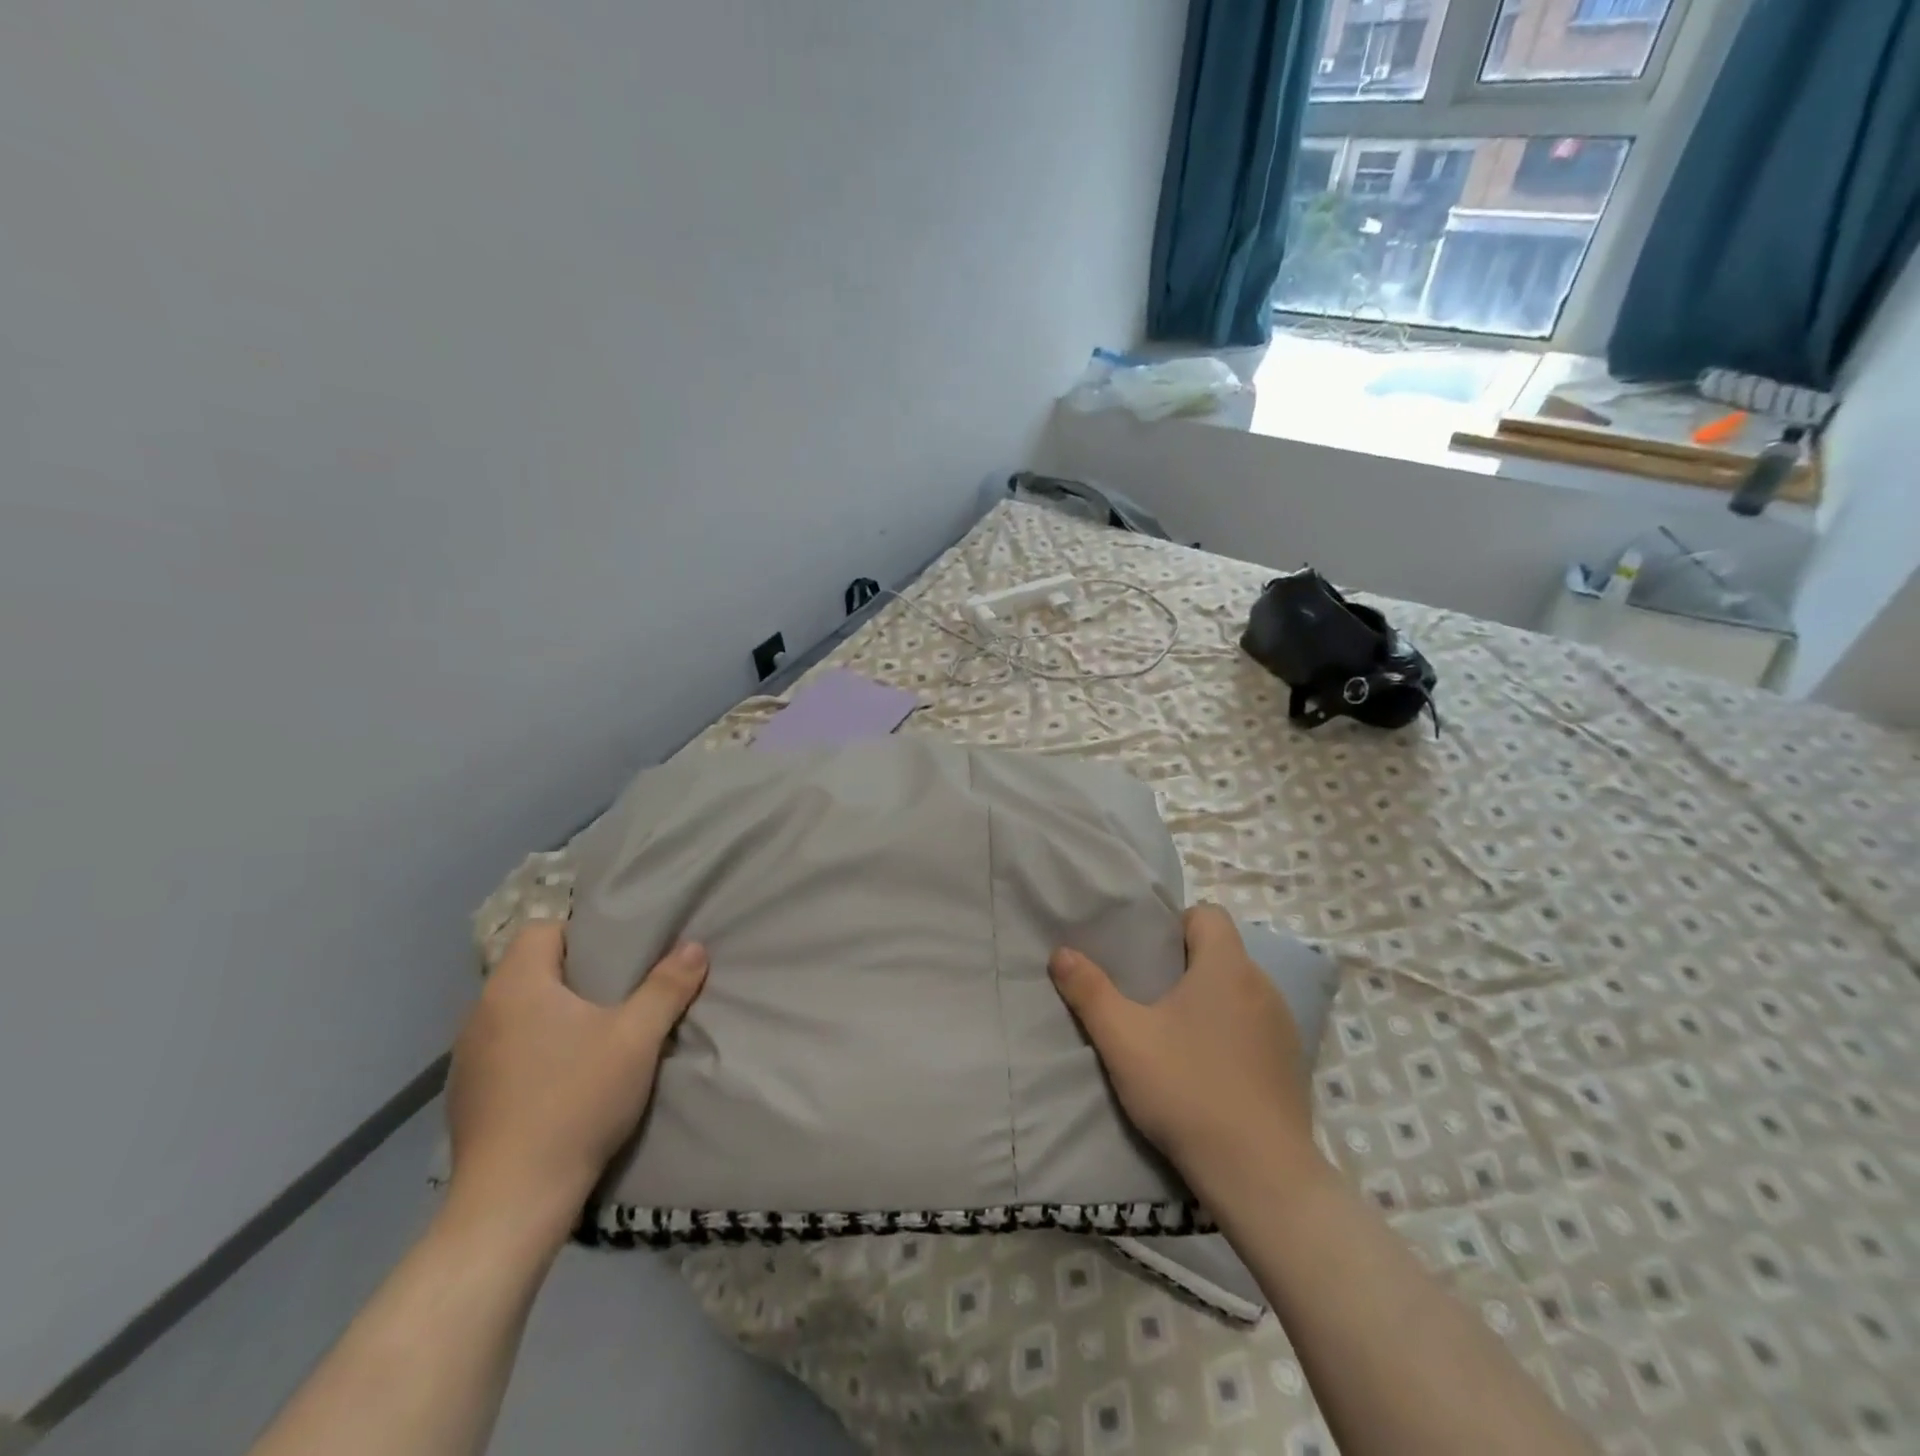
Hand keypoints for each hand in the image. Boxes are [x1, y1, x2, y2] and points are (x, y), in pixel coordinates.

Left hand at [445, 922, 707, 1241]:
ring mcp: (465, 1056)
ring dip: (548, 1013)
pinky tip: (558, 1078)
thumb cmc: (576, 1100)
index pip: (543, 929)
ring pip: (514, 1010)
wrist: (513, 1200)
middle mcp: (480, 1011)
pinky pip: (502, 1048)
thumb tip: (694, 947)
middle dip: (572, 974)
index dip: (582, 934)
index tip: (617, 957)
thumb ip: (667, 987)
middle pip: (529, 968)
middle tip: (616, 992)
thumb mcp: (637, 1038)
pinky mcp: (464, 1094)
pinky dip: (529, 1049)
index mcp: (516, 985)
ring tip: (590, 1035)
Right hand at [1050, 904, 1319, 1197]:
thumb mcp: (1123, 1039)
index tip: (1148, 955)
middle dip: (1186, 965)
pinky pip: (1256, 1027)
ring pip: (1240, 991)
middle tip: (1149, 996)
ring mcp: (1284, 1027)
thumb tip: (1061, 953)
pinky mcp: (1292, 1065)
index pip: (1208, 914)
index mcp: (1226, 967)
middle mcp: (1263, 986)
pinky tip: (1209, 1070)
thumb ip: (1089, 991)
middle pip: (1222, 953)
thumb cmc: (1187, 1090)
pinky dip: (1233, 1033)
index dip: (1176, 924)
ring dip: (1211, 1001)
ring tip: (1177, 1035)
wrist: (1261, 1176)